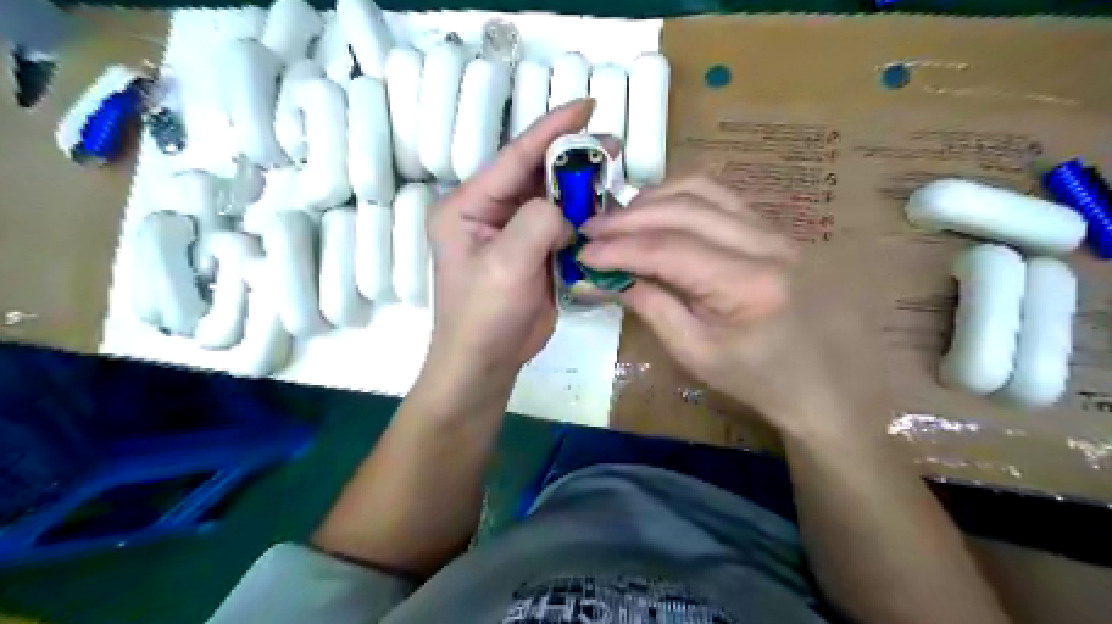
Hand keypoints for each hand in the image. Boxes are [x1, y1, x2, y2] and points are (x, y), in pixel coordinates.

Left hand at [422, 99, 595, 386]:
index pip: (514, 156)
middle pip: (536, 173)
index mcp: (468, 205)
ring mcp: (513, 232)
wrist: (487, 362)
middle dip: (574, 159)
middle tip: (613, 146)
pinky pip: (562, 225)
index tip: (588, 106)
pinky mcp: (532, 252)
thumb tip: (565, 211)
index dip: (551, 129)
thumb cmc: (484, 316)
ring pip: (552, 198)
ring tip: (615, 177)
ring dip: (582, 189)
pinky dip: (584, 217)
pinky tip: (606, 212)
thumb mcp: (505, 265)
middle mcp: (489, 211)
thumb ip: (537, 222)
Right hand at [579, 176, 847, 438]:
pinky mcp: (775, 229)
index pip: (669, 249)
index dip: (620, 248)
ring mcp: (776, 230)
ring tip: (619, 219)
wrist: (827, 384)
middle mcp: (766, 244)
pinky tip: (657, 213)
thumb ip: (652, 307)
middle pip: (684, 209)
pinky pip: (721, 198)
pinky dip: (681, 199)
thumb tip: (609, 276)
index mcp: (748, 285)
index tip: (584, 252)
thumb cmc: (760, 380)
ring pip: (704, 190)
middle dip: (629, 217)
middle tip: (591, 229)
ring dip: (653, 200)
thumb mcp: (696, 353)